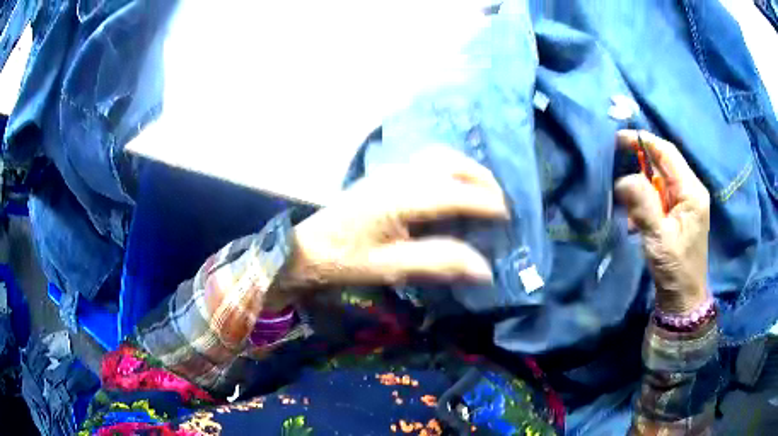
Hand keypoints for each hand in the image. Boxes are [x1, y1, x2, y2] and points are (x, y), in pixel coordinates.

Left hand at [277, 147, 508, 297]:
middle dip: (481, 179)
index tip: (507, 216)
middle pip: (449, 164)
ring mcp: (391, 171)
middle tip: (499, 203)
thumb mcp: (391, 268)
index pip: (453, 193)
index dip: (485, 203)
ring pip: (439, 157)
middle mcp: (398, 176)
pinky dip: (450, 169)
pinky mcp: (386, 175)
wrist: (308, 248)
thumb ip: (439, 263)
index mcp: (399, 198)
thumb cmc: (345, 260)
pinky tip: (455, 186)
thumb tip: (485, 268)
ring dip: (466, 169)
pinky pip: (428, 161)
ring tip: (483, 191)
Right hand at [615, 130, 710, 314]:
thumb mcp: (658, 237)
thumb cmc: (675, 269)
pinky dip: (644, 202)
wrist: (683, 299)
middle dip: (639, 164)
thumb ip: (642, 204)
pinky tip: (635, 219)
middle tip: (615, 167)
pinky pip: (659, 198)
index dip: (643, 141)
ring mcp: (685, 204)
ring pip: (659, 182)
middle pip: (663, 165)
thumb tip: (622, 178)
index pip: (667, 153)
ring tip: (625, 203)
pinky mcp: (678, 215)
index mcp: (691, 191)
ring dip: (640, 188)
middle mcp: (690, 191)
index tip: (618, 138)